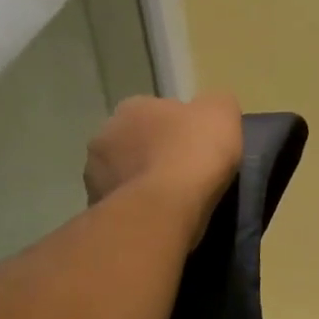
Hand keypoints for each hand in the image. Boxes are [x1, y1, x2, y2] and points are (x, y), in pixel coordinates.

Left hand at [85, 93, 243, 241]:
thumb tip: (209, 110)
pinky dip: (139, 206)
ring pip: (125, 172)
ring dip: (143, 180)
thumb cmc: (194, 151)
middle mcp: (105, 135)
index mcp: (132, 107)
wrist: (166, 207)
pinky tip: (161, 214)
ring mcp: (95, 174)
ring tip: (173, 197)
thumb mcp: (222, 112)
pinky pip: (124, 202)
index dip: (178, 125)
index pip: (155, 110)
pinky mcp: (98, 208)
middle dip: (154, 151)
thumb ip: (215, 104)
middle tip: (185, 169)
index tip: (197, 142)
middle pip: (136, 140)